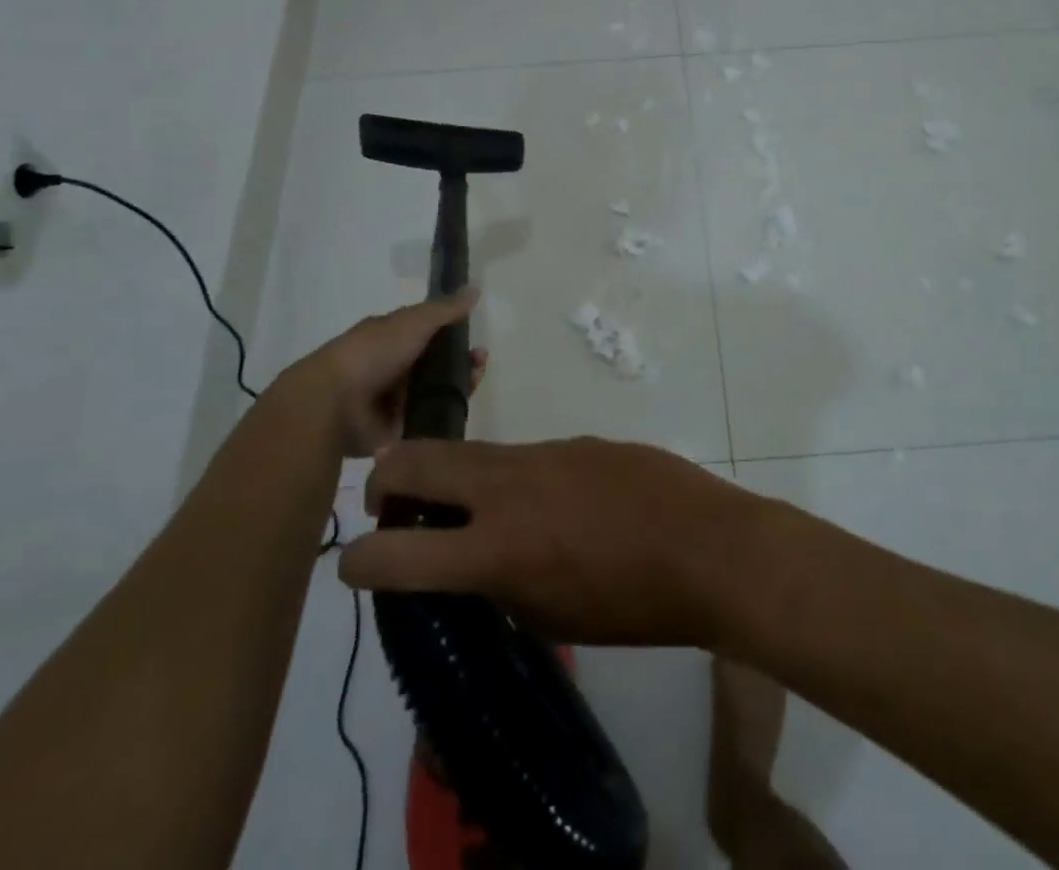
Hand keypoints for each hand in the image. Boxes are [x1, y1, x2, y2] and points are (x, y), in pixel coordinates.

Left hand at [275, 288, 486, 457]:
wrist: (335, 403)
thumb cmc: (373, 353)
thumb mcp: (413, 321)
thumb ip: (445, 309)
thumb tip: (475, 288)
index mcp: (391, 339)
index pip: (429, 333)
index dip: (454, 333)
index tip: (474, 337)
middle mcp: (393, 368)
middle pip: (437, 365)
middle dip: (462, 361)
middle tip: (480, 362)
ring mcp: (395, 401)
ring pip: (437, 392)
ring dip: (459, 385)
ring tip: (475, 380)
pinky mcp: (398, 431)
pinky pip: (430, 421)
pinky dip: (446, 414)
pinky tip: (461, 407)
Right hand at [338, 437, 765, 646]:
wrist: (707, 546)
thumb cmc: (632, 605)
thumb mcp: (550, 619)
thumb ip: (500, 586)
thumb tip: (477, 565)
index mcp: (496, 549)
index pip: (396, 551)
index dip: (358, 559)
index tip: (351, 562)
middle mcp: (507, 488)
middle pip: (417, 460)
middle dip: (385, 477)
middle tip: (388, 501)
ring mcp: (542, 452)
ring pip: (470, 452)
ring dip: (449, 474)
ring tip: (462, 504)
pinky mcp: (574, 439)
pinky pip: (522, 455)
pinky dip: (509, 477)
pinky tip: (545, 502)